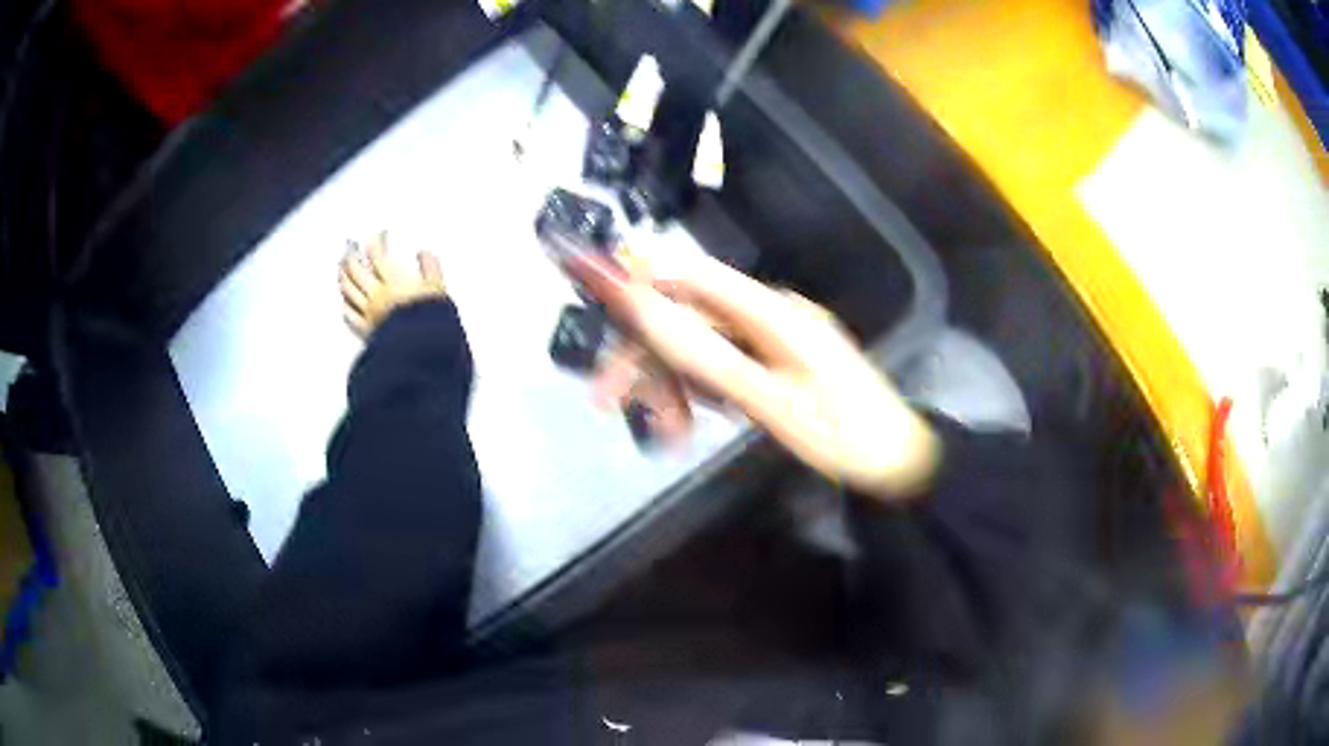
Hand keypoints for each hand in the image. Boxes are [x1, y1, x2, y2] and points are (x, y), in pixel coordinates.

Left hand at [339, 231, 446, 337]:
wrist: (420, 347)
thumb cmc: (429, 318)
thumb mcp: (438, 288)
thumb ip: (431, 267)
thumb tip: (424, 253)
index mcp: (392, 281)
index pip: (377, 255)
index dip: (374, 242)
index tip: (376, 236)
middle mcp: (376, 294)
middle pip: (356, 271)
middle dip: (351, 257)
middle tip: (350, 249)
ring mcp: (368, 312)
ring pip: (349, 291)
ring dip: (344, 278)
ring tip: (341, 270)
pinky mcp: (366, 330)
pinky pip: (351, 316)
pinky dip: (346, 306)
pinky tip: (344, 304)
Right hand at [572, 251, 939, 497]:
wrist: (900, 463)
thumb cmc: (843, 436)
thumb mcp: (771, 402)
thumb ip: (707, 355)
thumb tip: (646, 313)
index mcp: (773, 313)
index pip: (694, 274)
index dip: (642, 276)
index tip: (596, 296)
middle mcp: (769, 316)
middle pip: (690, 318)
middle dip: (648, 356)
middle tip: (609, 403)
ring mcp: (773, 341)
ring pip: (701, 347)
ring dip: (673, 384)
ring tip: (667, 434)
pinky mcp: (776, 366)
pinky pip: (723, 368)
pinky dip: (699, 393)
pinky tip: (692, 422)